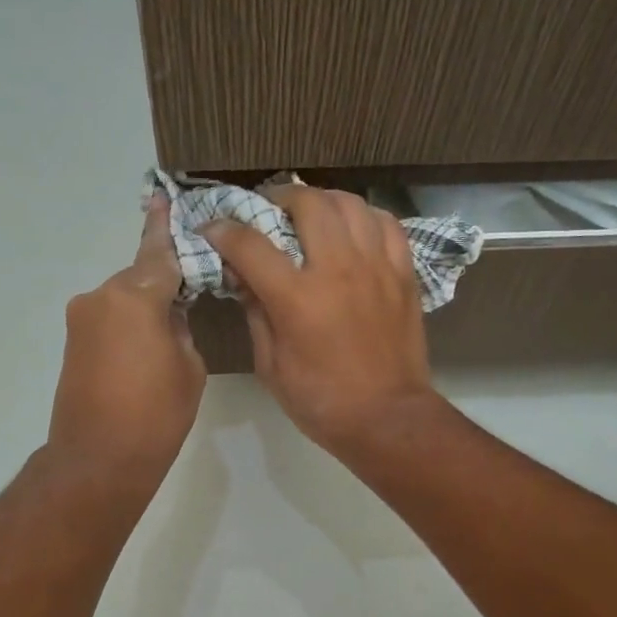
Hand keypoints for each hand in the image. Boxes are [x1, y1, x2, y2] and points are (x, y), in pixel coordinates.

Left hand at [48, 195, 204, 483]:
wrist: (98, 460)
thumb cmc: (156, 415)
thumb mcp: (189, 366)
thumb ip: (182, 327)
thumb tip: (169, 314)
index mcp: (136, 296)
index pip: (158, 252)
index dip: (165, 226)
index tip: (163, 196)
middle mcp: (102, 297)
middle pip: (141, 276)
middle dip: (165, 283)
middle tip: (194, 297)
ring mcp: (82, 319)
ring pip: (124, 299)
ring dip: (147, 308)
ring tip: (171, 336)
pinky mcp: (74, 342)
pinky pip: (110, 319)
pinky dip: (130, 325)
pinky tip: (148, 348)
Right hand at [203, 185, 439, 456]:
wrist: (388, 418)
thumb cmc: (321, 401)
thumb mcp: (271, 366)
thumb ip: (256, 314)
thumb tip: (243, 278)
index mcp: (298, 298)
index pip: (250, 244)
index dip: (223, 230)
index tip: (213, 229)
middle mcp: (338, 269)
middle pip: (307, 204)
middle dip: (279, 198)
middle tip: (269, 211)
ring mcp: (376, 268)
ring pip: (351, 204)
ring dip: (324, 200)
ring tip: (312, 213)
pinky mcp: (403, 275)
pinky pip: (387, 225)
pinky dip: (366, 217)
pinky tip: (354, 229)